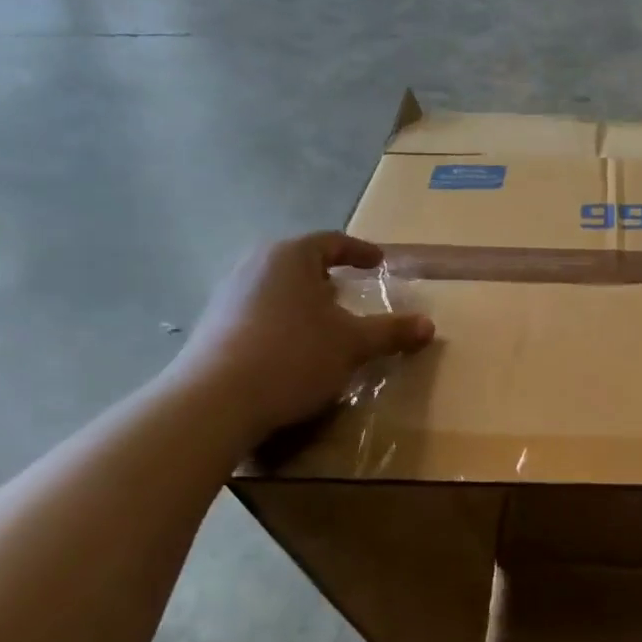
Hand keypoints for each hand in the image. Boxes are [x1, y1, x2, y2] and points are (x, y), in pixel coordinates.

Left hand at [173, 233, 433, 437]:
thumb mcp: (352, 344)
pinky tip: (292, 348)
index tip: (378, 262)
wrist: (217, 400)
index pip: (331, 241)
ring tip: (324, 323)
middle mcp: (254, 265)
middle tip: (350, 292)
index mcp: (290, 256)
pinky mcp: (213, 325)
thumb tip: (429, 325)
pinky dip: (282, 321)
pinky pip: (258, 311)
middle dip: (328, 277)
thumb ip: (391, 332)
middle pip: (300, 262)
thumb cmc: (294, 356)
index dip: (359, 251)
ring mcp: (228, 294)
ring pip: (277, 287)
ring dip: (303, 301)